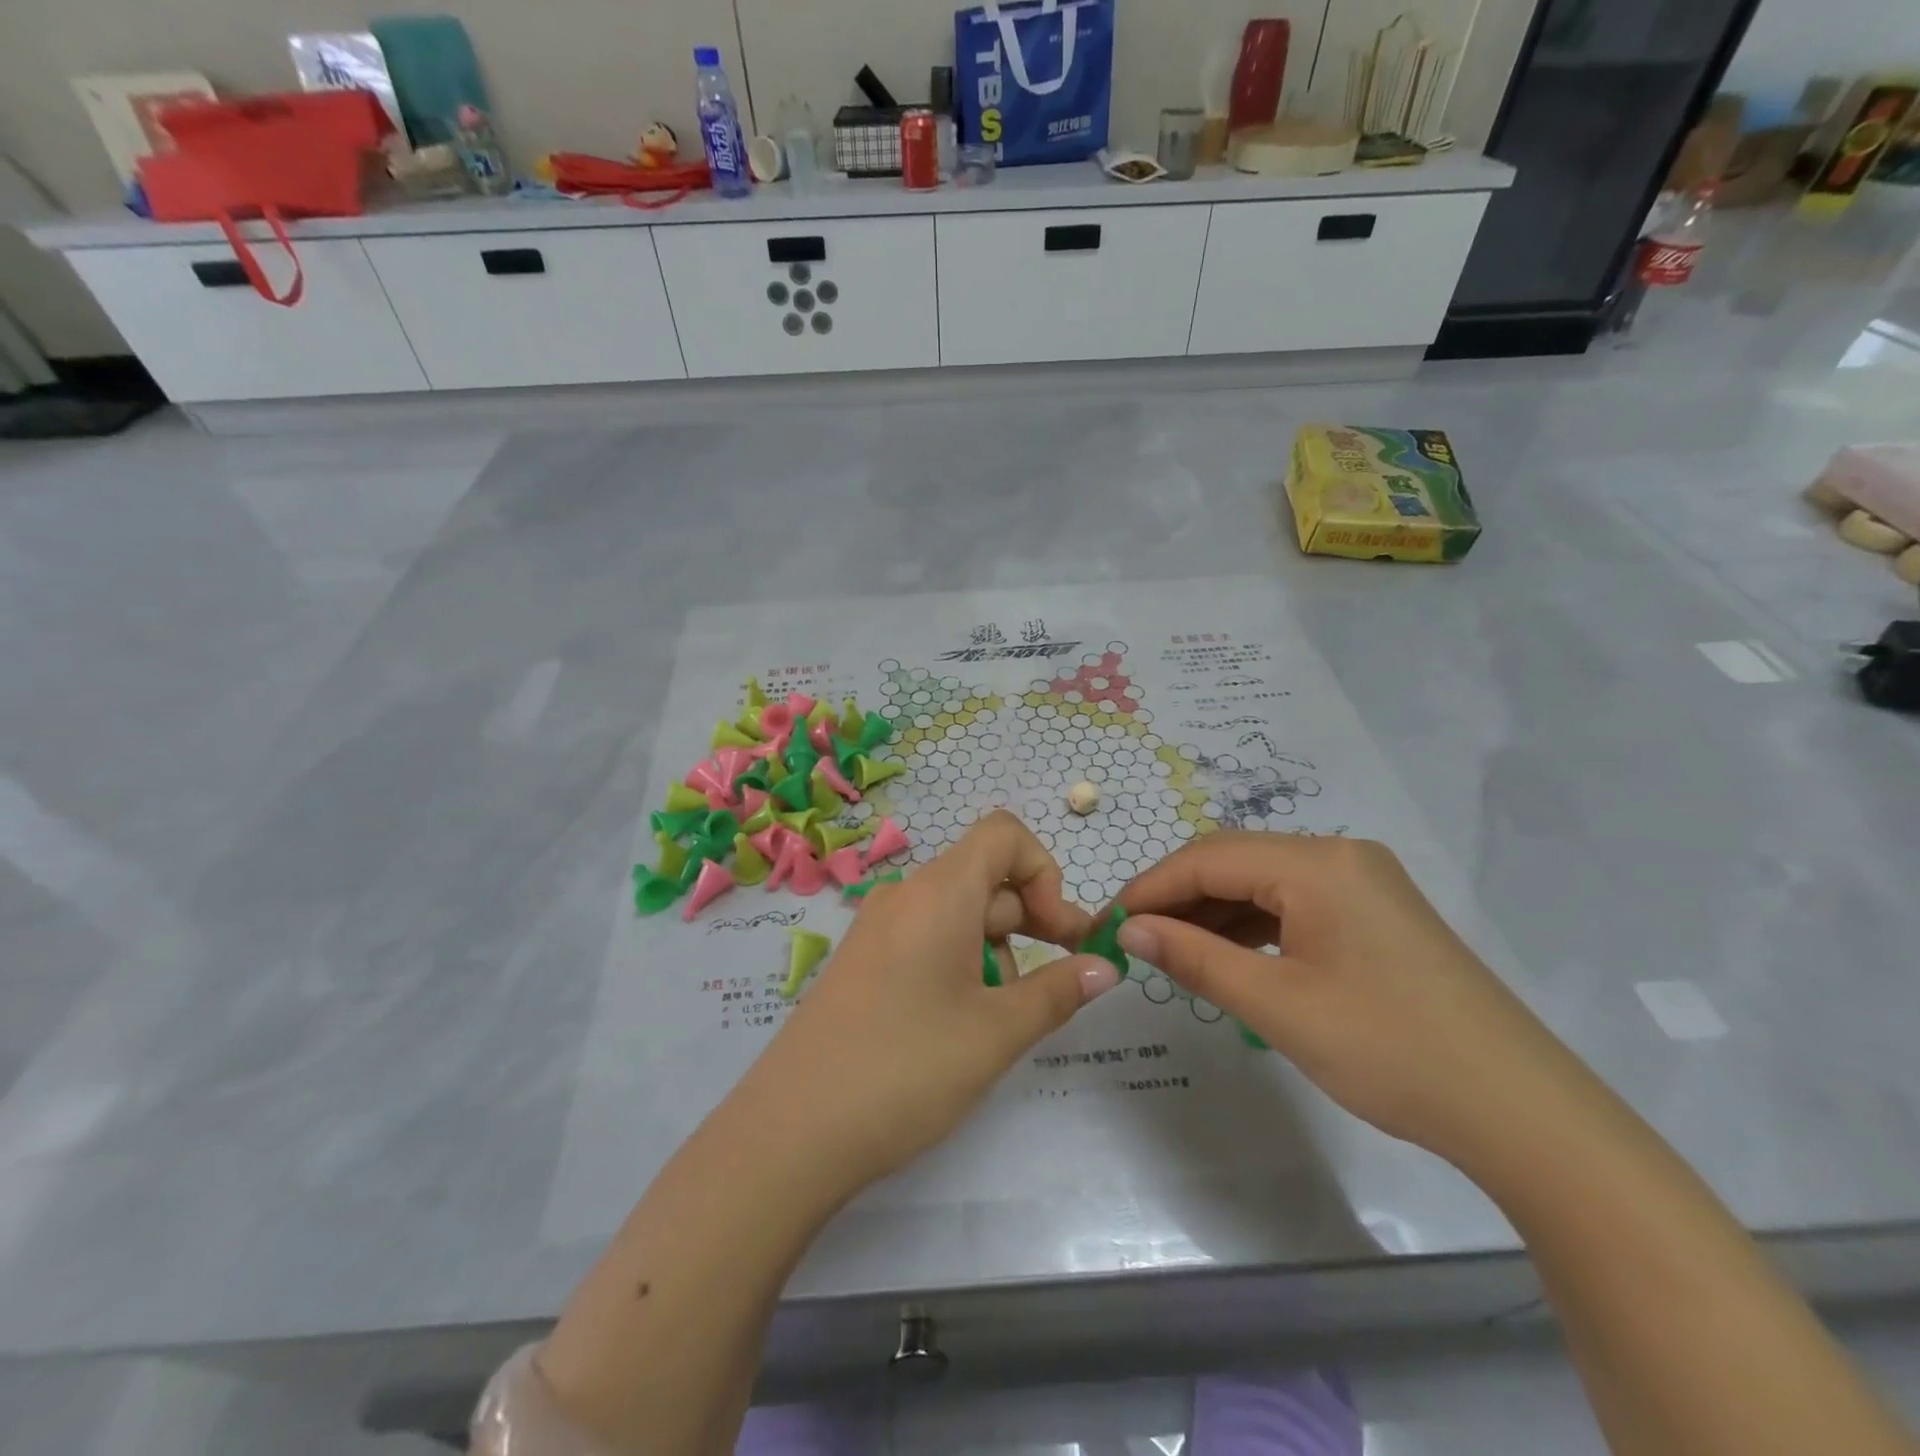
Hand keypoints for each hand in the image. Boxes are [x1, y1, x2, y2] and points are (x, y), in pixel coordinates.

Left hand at [735, 811, 1120, 1196]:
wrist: (791, 1132)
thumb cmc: (906, 1069)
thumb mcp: (996, 1032)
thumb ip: (1058, 991)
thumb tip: (1106, 966)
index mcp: (938, 892)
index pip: (1004, 835)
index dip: (1045, 872)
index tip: (1058, 935)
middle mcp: (905, 895)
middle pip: (985, 878)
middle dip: (1030, 922)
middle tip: (1058, 984)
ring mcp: (878, 928)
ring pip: (958, 914)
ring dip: (995, 951)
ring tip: (996, 1021)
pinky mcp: (863, 962)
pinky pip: (926, 939)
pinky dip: (959, 964)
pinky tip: (958, 1025)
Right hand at [1116, 833, 1578, 1164]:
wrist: (1520, 1111)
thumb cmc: (1388, 1050)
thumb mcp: (1276, 1005)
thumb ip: (1194, 957)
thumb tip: (1128, 930)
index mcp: (1317, 863)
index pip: (1208, 857)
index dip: (1150, 887)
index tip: (1107, 923)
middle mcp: (1340, 855)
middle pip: (1234, 860)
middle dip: (1177, 896)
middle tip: (1133, 938)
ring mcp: (1363, 881)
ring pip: (1263, 881)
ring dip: (1213, 911)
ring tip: (1171, 950)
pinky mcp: (1375, 911)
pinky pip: (1294, 903)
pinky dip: (1252, 924)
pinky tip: (1227, 954)